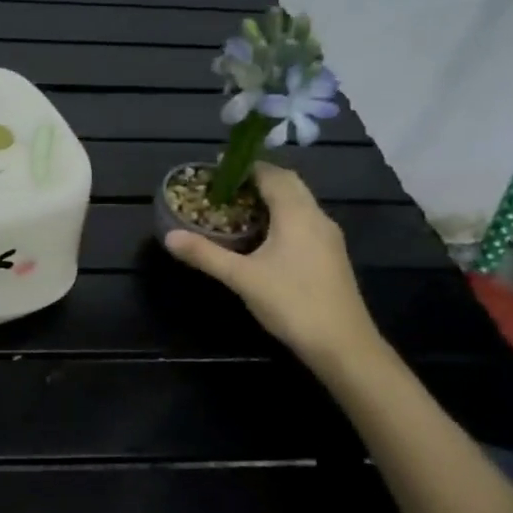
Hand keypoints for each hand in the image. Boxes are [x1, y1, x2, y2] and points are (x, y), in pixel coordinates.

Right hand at [163, 164, 382, 371]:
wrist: (343, 346)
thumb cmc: (292, 303)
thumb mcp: (242, 278)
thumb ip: (205, 254)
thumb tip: (169, 236)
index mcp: (297, 214)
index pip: (271, 174)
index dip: (245, 166)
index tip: (217, 167)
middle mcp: (317, 217)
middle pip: (288, 183)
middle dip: (258, 178)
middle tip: (226, 185)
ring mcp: (328, 237)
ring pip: (299, 202)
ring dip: (271, 196)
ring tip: (239, 206)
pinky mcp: (330, 255)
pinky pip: (304, 220)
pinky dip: (282, 215)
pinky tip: (263, 235)